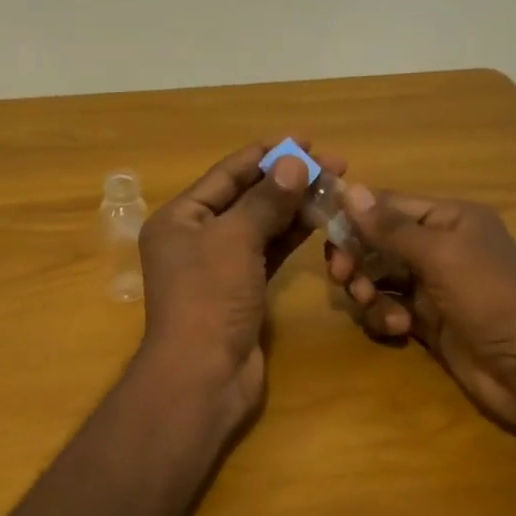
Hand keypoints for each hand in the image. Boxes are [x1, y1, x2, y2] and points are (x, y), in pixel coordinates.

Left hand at [137, 141, 344, 432]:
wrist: (203, 376)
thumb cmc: (209, 298)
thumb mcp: (235, 240)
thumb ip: (266, 200)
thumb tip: (294, 161)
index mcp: (180, 218)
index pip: (226, 174)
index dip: (265, 154)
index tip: (305, 139)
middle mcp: (196, 237)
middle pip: (246, 198)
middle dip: (287, 179)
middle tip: (334, 163)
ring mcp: (220, 266)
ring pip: (261, 225)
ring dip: (295, 206)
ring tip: (335, 185)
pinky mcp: (242, 290)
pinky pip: (269, 252)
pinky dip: (292, 236)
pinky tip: (320, 219)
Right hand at [325, 187, 515, 428]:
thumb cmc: (489, 298)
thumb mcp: (440, 255)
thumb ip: (391, 227)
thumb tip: (351, 190)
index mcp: (449, 219)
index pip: (389, 205)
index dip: (356, 216)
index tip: (322, 230)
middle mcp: (438, 246)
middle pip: (377, 242)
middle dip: (357, 257)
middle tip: (343, 276)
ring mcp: (431, 285)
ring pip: (378, 277)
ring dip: (368, 290)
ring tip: (373, 304)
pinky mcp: (426, 320)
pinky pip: (388, 307)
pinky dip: (385, 316)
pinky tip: (399, 329)